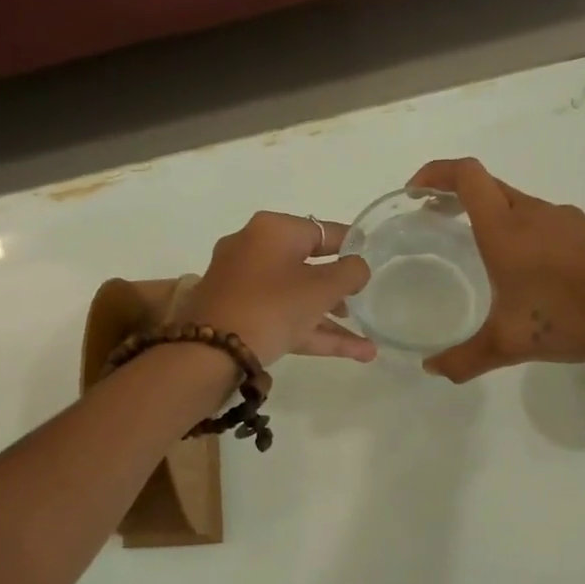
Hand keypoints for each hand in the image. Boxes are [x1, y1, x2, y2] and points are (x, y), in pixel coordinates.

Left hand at [181, 211, 376, 366]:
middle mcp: (255, 249)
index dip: (352, 246)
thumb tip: (358, 267)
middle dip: (340, 290)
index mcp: (273, 230)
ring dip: (332, 320)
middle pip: (309, 266)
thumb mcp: (321, 288)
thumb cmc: (272, 306)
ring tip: (367, 345)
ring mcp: (244, 284)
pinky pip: (284, 316)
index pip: (324, 231)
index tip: (374, 257)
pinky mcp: (238, 315)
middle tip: (365, 302)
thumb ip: (350, 273)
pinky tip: (354, 353)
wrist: (210, 352)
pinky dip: (314, 332)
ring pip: (297, 297)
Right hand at [408, 159, 584, 381]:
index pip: (466, 176)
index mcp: (506, 228)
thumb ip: (466, 358)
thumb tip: (432, 369)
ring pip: (518, 205)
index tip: (416, 191)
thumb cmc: (573, 316)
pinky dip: (524, 234)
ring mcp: (566, 219)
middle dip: (457, 196)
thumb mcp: (511, 344)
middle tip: (437, 221)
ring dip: (493, 217)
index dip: (436, 173)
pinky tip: (529, 272)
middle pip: (488, 186)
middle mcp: (534, 213)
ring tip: (481, 252)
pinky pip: (545, 223)